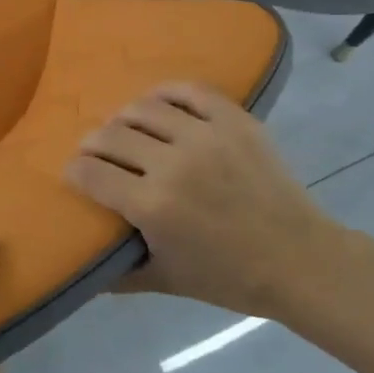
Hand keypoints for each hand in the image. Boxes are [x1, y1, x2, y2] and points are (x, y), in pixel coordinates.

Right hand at [65, 82, 354, 317]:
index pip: (91, 173)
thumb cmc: (230, 277)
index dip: (74, 171)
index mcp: (152, 206)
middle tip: (94, 152)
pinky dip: (165, 92)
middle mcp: (172, 164)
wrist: (299, 259)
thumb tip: (85, 271)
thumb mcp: (167, 282)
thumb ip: (120, 275)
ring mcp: (205, 136)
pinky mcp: (234, 120)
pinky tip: (157, 102)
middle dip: (92, 143)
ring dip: (123, 118)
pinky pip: (189, 91)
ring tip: (124, 128)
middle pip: (110, 136)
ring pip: (144, 109)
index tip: (74, 172)